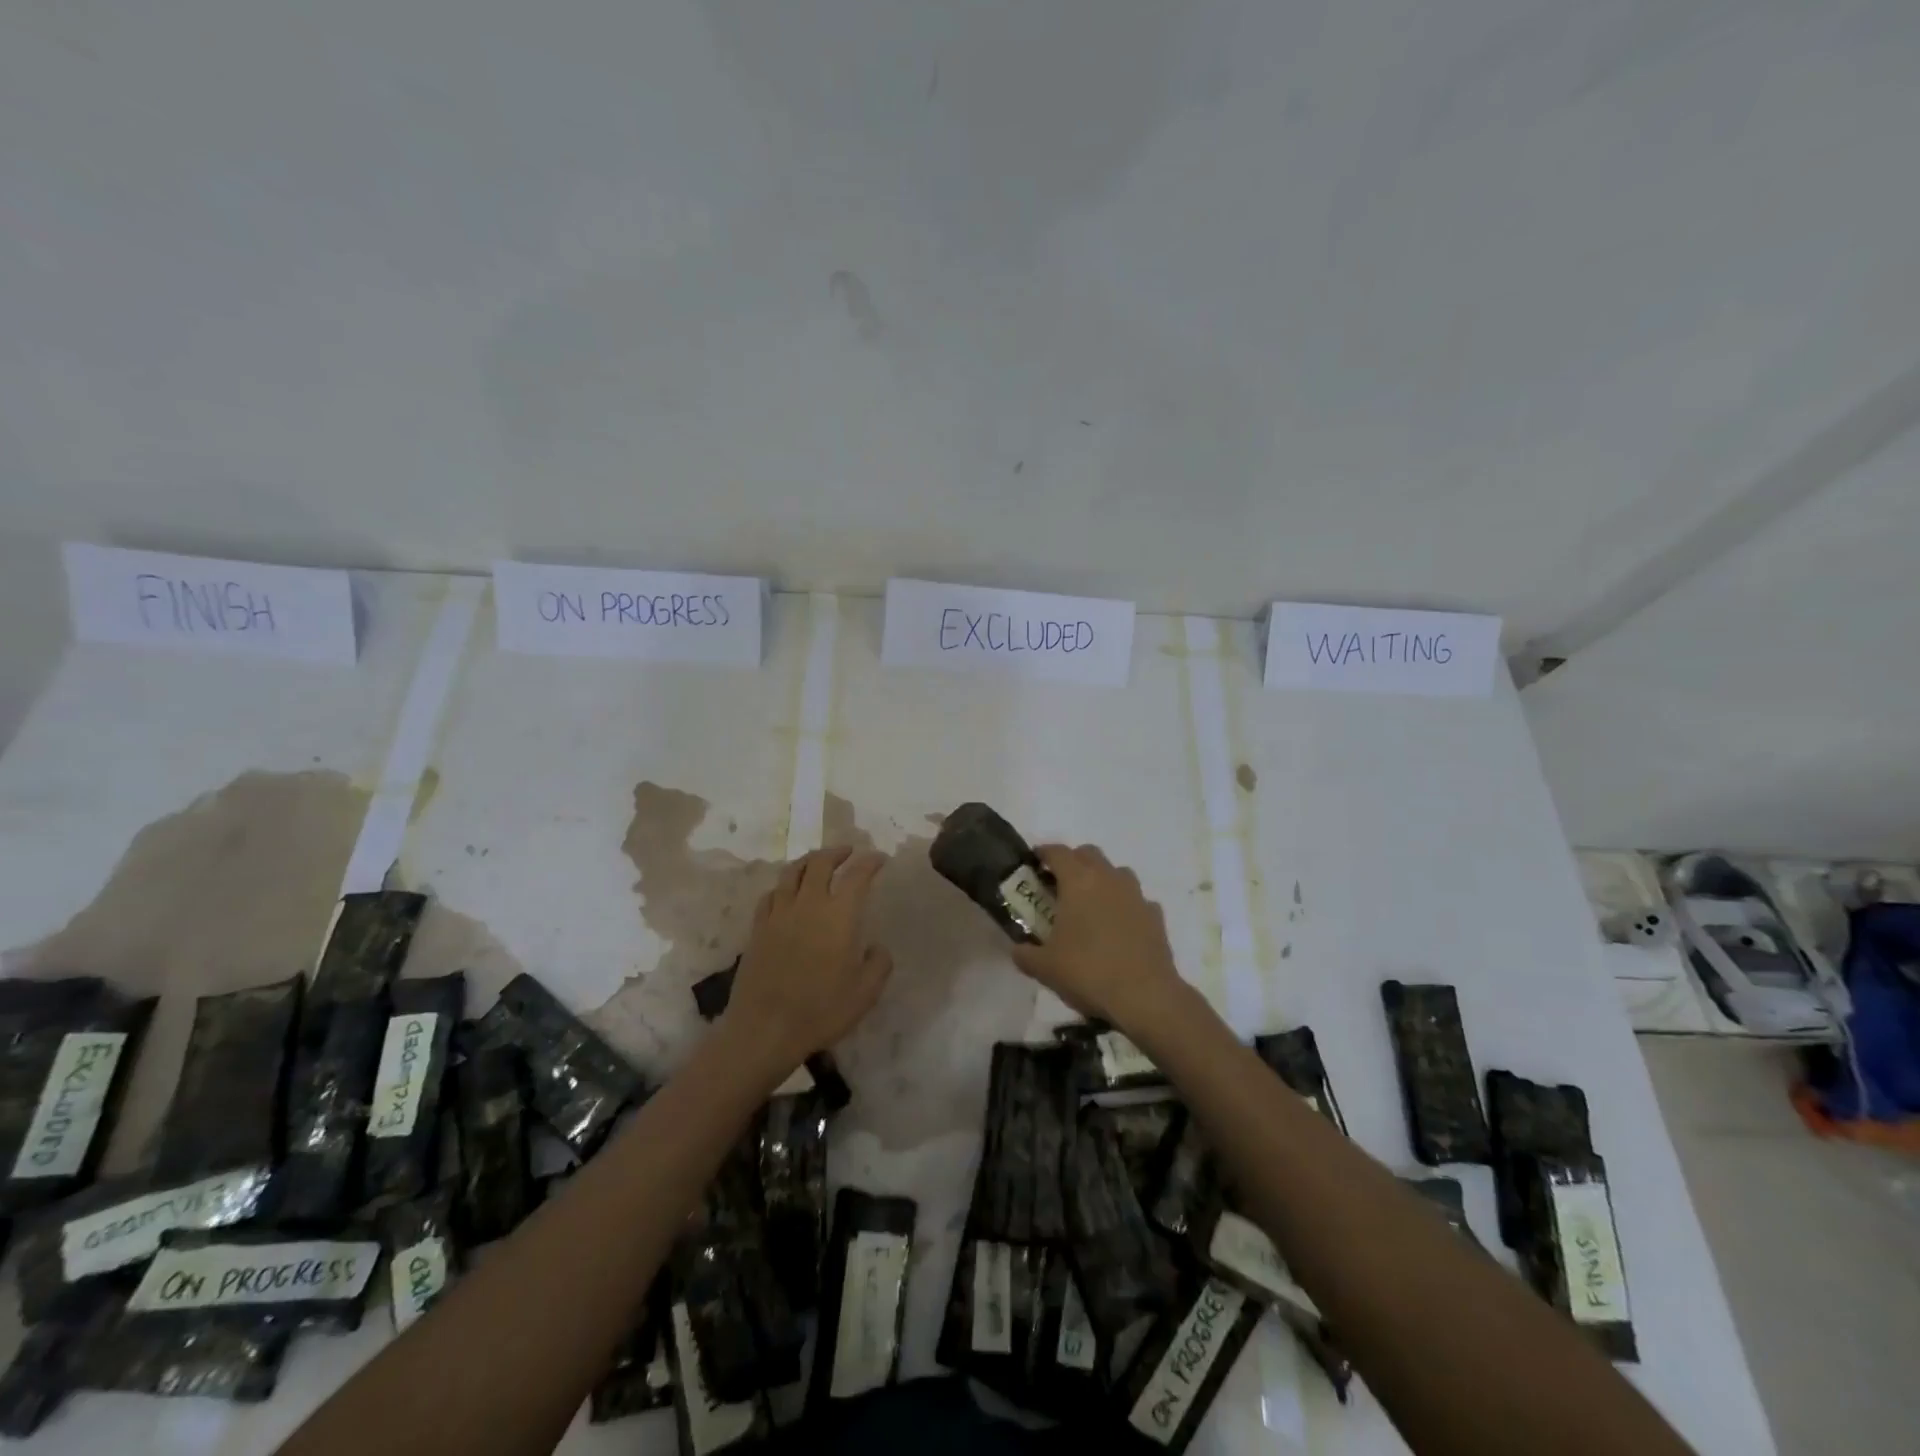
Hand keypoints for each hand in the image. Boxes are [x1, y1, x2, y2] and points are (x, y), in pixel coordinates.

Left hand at [723, 846, 892, 1079]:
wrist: (764, 1030)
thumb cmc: (821, 1011)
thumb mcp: (865, 993)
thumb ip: (879, 964)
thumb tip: (876, 947)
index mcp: (839, 915)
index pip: (857, 875)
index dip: (870, 862)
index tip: (879, 859)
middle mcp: (808, 904)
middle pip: (820, 862)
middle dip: (837, 852)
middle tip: (848, 852)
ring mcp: (778, 914)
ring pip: (791, 873)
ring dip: (808, 861)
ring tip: (817, 863)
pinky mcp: (758, 929)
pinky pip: (770, 895)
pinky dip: (783, 886)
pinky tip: (786, 893)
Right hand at [1009, 844, 1184, 1030]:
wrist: (1145, 997)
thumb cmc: (1088, 972)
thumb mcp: (1044, 967)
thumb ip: (1025, 954)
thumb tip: (1018, 949)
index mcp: (1078, 881)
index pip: (1057, 852)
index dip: (1043, 853)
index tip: (1034, 862)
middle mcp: (1108, 878)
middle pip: (1089, 854)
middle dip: (1073, 862)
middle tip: (1059, 885)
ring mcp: (1136, 895)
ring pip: (1117, 872)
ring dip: (1102, 880)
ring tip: (1091, 905)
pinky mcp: (1156, 916)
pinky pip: (1136, 900)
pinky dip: (1125, 906)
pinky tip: (1119, 927)